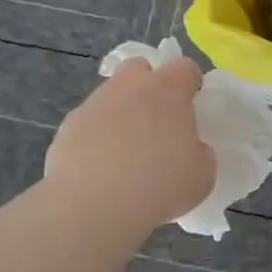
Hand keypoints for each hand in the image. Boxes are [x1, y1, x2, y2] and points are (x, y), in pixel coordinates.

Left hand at [46, 58, 214, 233]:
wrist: (94, 205)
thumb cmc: (159, 186)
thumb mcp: (202, 175)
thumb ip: (201, 153)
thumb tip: (192, 149)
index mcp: (167, 92)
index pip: (184, 67)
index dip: (191, 82)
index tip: (192, 103)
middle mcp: (129, 88)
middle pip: (140, 67)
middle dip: (148, 84)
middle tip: (156, 118)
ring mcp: (95, 104)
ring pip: (111, 94)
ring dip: (121, 111)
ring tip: (126, 150)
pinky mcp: (69, 126)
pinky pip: (89, 122)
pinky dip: (97, 135)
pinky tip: (100, 165)